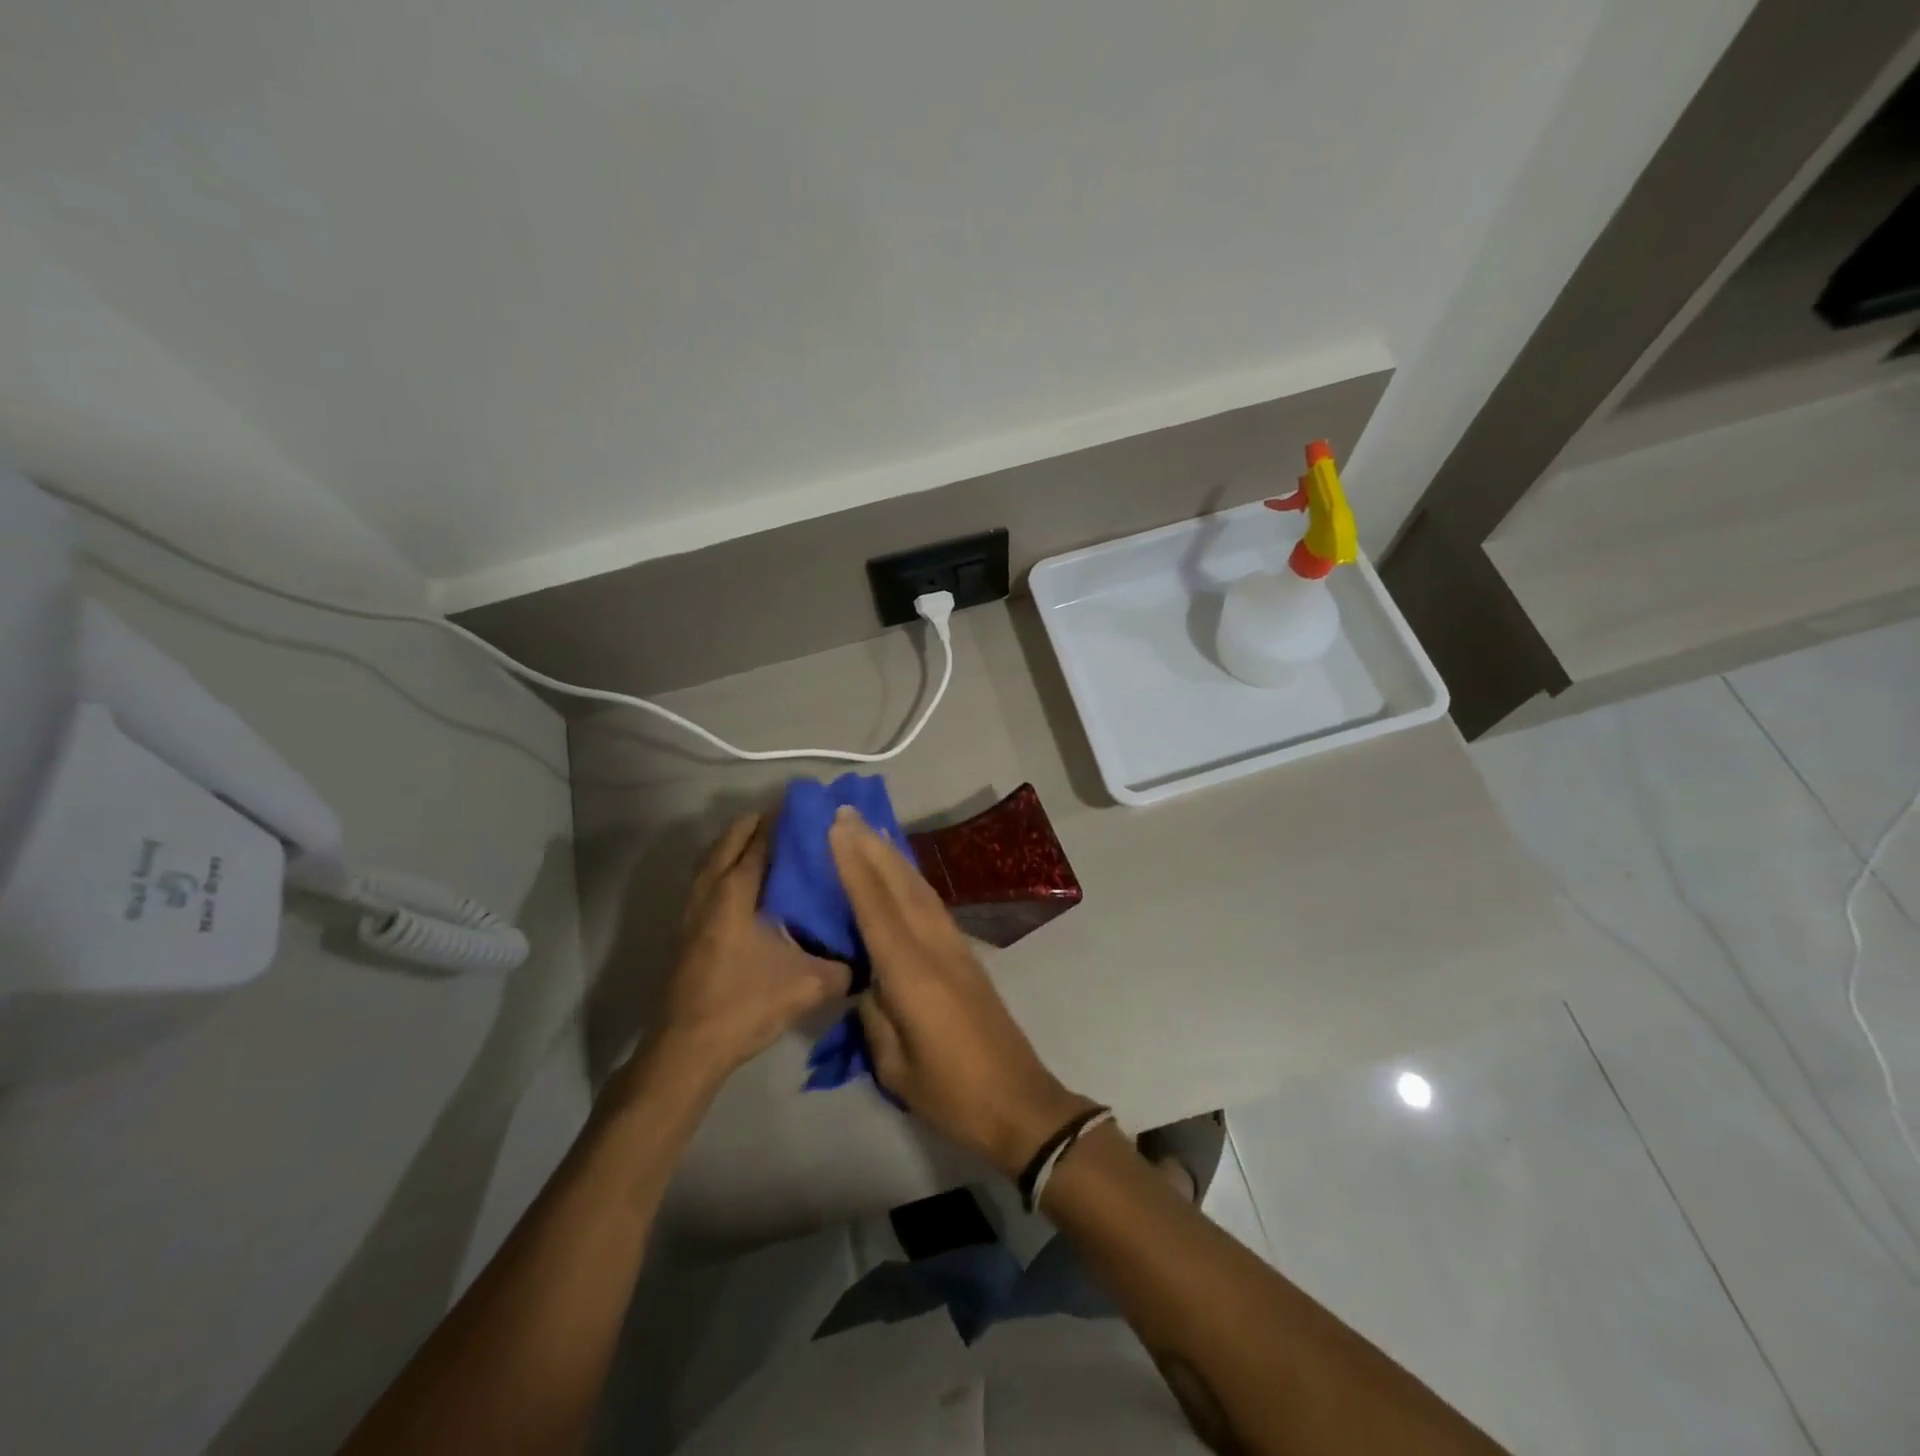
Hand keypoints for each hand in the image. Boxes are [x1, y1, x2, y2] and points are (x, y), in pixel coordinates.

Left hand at [648, 813, 850, 1087]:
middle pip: (731, 838)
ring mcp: (692, 908)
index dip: (784, 820)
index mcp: (736, 892)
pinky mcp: (686, 928)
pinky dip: (727, 867)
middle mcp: (710, 890)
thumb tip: (869, 957)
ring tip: (775, 848)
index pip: (761, 839)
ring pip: (714, 857)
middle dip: (761, 824)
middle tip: (796, 827)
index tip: (811, 812)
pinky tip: (752, 888)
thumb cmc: (744, 1005)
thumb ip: (844, 967)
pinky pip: (708, 879)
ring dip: (740, 844)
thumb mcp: (807, 986)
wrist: (687, 1049)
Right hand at [829, 806, 1095, 1177]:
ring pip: (921, 890)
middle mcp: (935, 949)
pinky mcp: (968, 957)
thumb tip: (865, 981)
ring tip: (871, 829)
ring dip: (894, 857)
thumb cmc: (952, 1094)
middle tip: (847, 812)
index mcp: (912, 975)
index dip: (854, 866)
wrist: (1020, 1104)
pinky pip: (933, 906)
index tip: (836, 828)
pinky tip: (902, 874)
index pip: (876, 908)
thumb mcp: (895, 1066)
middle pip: (900, 886)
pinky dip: (912, 881)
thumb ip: (875, 1015)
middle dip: (873, 847)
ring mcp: (956, 949)